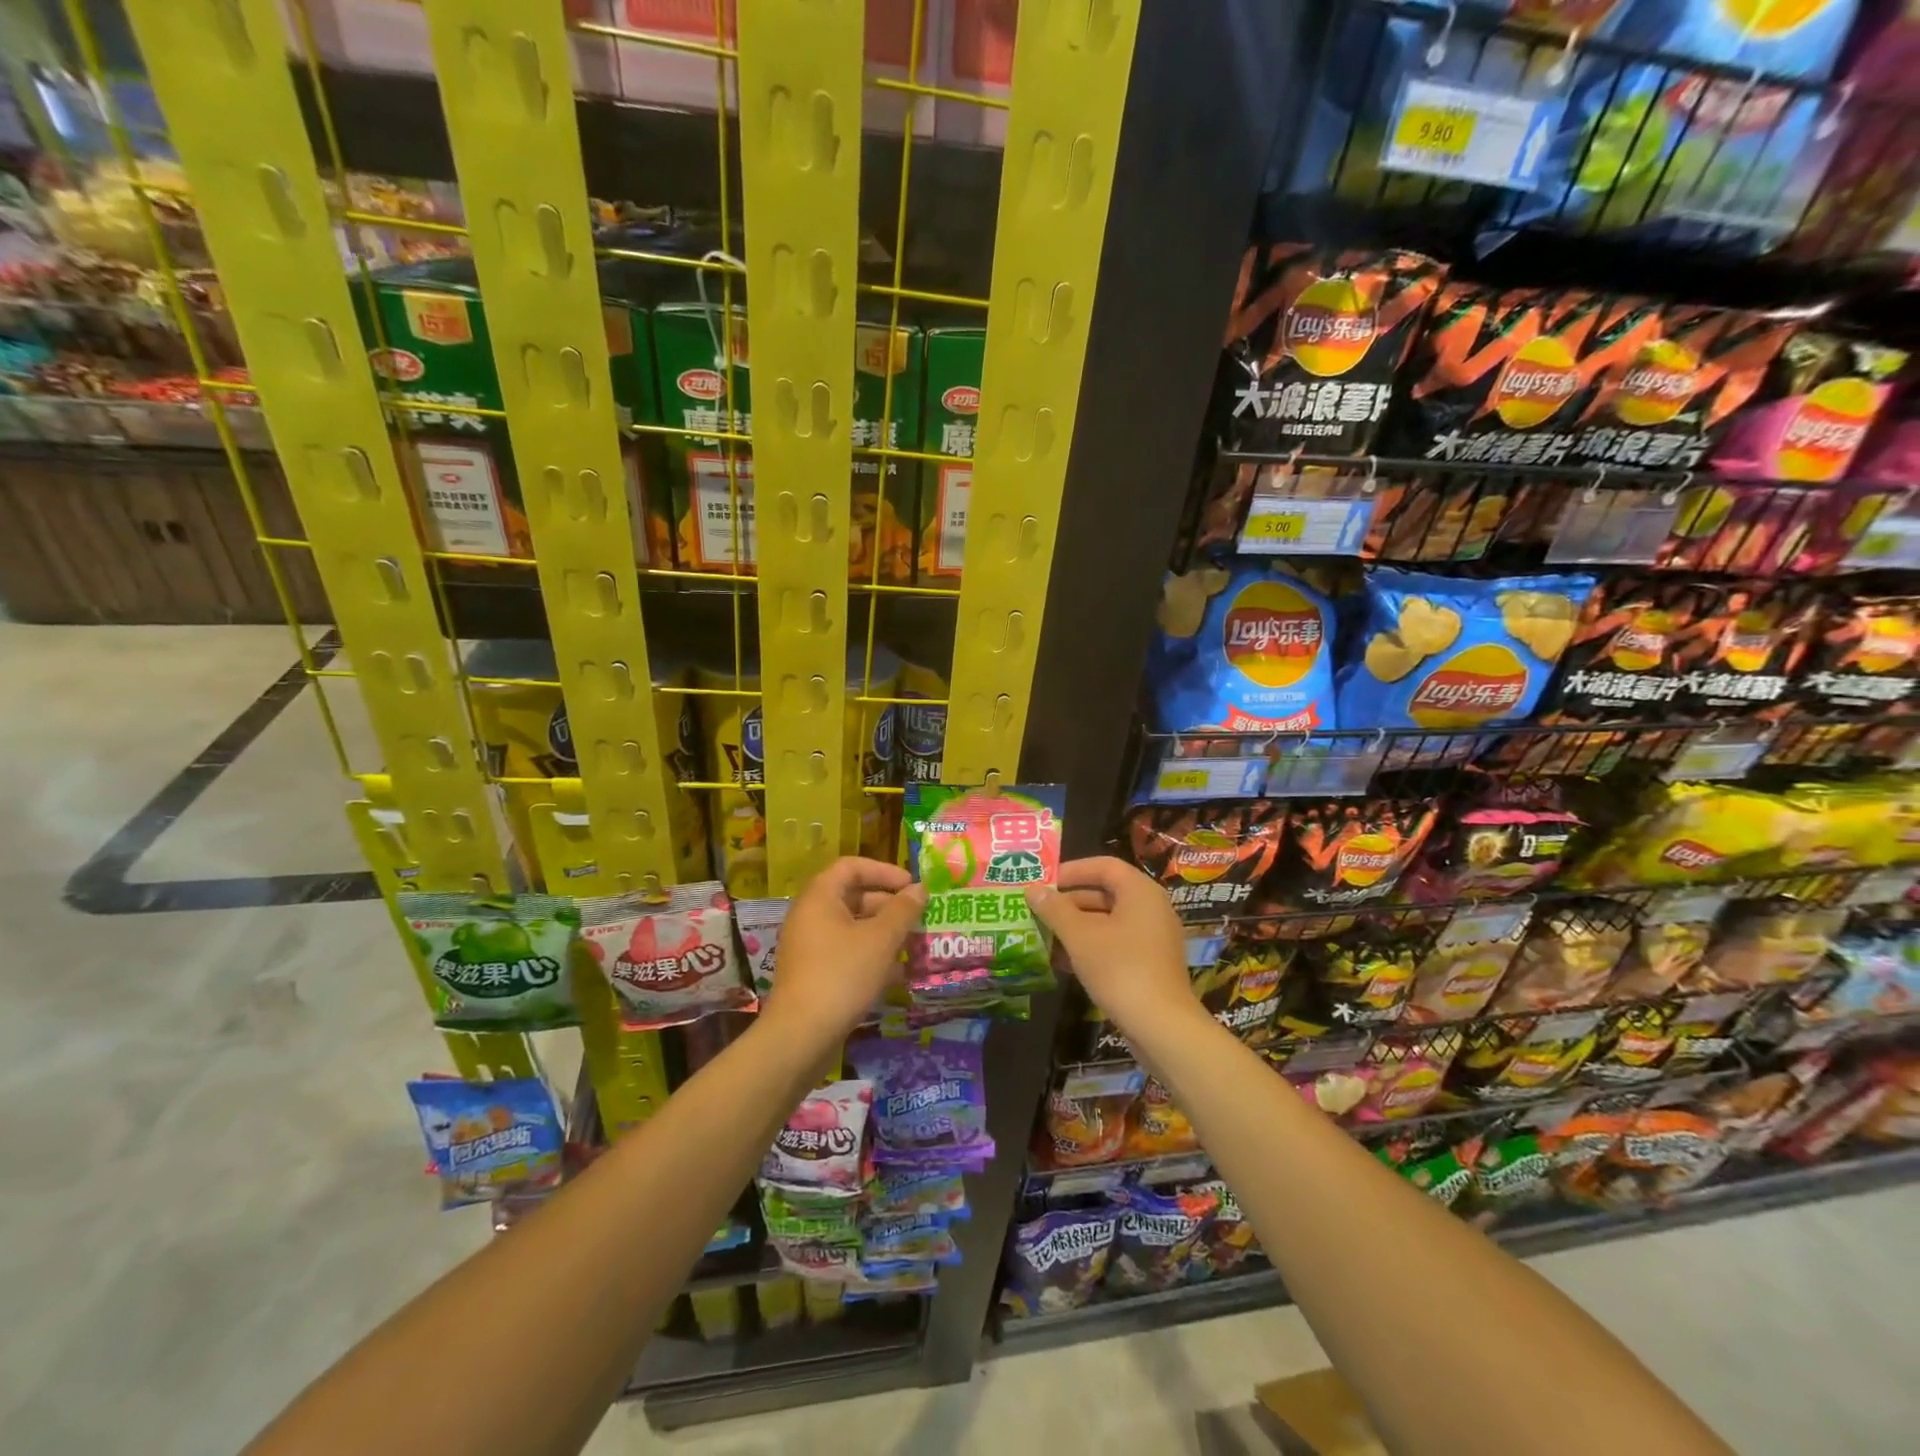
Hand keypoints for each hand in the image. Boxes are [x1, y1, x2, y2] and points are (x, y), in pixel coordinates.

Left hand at [761, 856, 924, 1049]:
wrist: (801, 1036)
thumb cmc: (842, 975)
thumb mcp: (881, 939)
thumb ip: (903, 910)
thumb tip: (919, 889)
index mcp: (820, 897)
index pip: (852, 867)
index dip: (884, 871)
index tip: (911, 886)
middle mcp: (810, 916)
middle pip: (853, 896)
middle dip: (889, 905)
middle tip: (918, 918)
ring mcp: (809, 946)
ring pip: (852, 928)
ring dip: (884, 933)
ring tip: (914, 946)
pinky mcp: (813, 973)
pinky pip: (846, 952)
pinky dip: (871, 956)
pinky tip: (897, 974)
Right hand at [1024, 856, 1197, 1035]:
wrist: (1162, 1027)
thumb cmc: (1120, 969)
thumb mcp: (1080, 936)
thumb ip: (1055, 909)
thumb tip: (1033, 889)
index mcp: (1140, 891)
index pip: (1103, 866)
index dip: (1072, 870)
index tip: (1044, 883)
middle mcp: (1151, 908)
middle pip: (1104, 893)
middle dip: (1068, 903)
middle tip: (1037, 911)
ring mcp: (1153, 938)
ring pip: (1107, 922)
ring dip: (1075, 928)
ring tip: (1043, 937)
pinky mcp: (1150, 964)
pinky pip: (1115, 944)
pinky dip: (1090, 947)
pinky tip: (1062, 963)